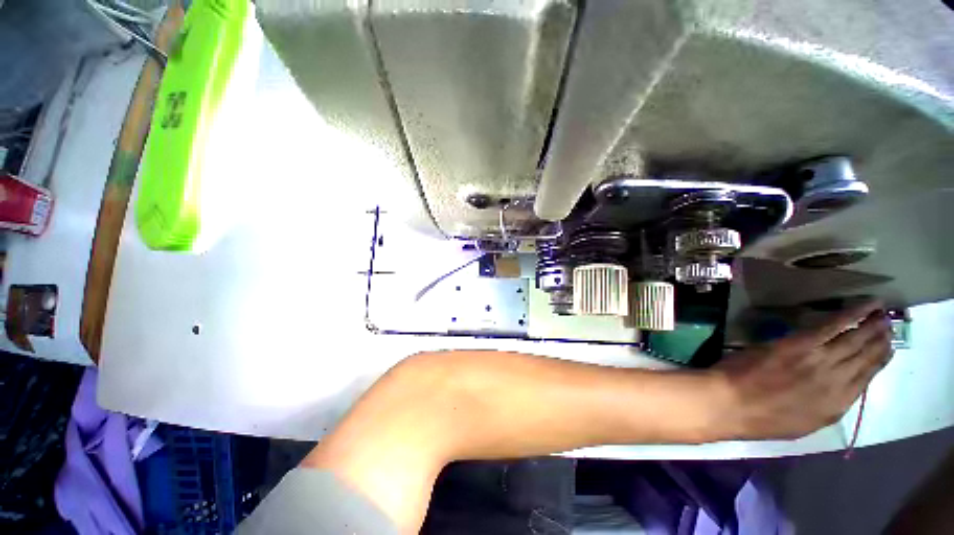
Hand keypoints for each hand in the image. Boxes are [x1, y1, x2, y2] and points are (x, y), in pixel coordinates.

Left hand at [710, 301, 893, 440]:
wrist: (731, 403)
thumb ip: (825, 405)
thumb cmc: (759, 417)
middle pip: (864, 358)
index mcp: (836, 407)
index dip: (878, 362)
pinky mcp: (801, 344)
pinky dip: (852, 314)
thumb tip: (838, 389)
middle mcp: (837, 383)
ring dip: (871, 327)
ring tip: (884, 315)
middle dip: (879, 341)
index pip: (865, 380)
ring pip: (854, 341)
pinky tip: (867, 305)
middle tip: (890, 326)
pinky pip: (833, 326)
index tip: (888, 349)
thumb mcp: (802, 422)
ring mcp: (820, 361)